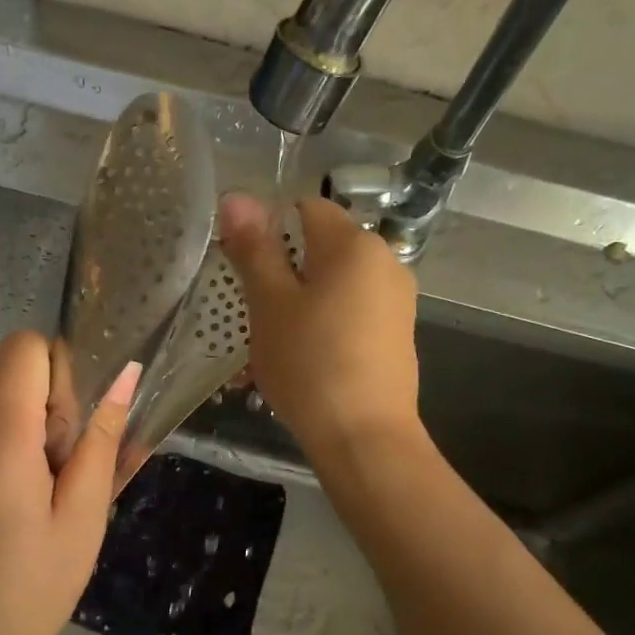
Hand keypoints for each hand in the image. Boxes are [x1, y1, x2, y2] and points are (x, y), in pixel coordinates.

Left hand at [0, 331, 139, 634]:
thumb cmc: (25, 595)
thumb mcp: (81, 522)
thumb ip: (100, 445)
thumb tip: (124, 377)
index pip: (24, 349)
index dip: (59, 373)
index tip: (73, 429)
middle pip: (14, 387)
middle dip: (50, 423)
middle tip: (63, 493)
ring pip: (0, 417)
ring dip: (29, 449)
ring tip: (38, 515)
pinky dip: (4, 465)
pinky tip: (10, 521)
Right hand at [219, 193, 420, 461]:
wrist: (364, 437)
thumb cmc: (310, 364)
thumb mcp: (270, 305)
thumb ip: (254, 249)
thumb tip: (237, 197)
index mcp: (354, 244)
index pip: (305, 208)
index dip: (269, 229)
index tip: (244, 268)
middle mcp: (385, 261)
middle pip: (320, 250)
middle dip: (282, 274)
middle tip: (253, 315)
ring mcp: (396, 300)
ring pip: (333, 286)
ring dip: (298, 305)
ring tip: (271, 347)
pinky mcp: (397, 334)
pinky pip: (350, 314)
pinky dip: (323, 326)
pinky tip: (302, 362)